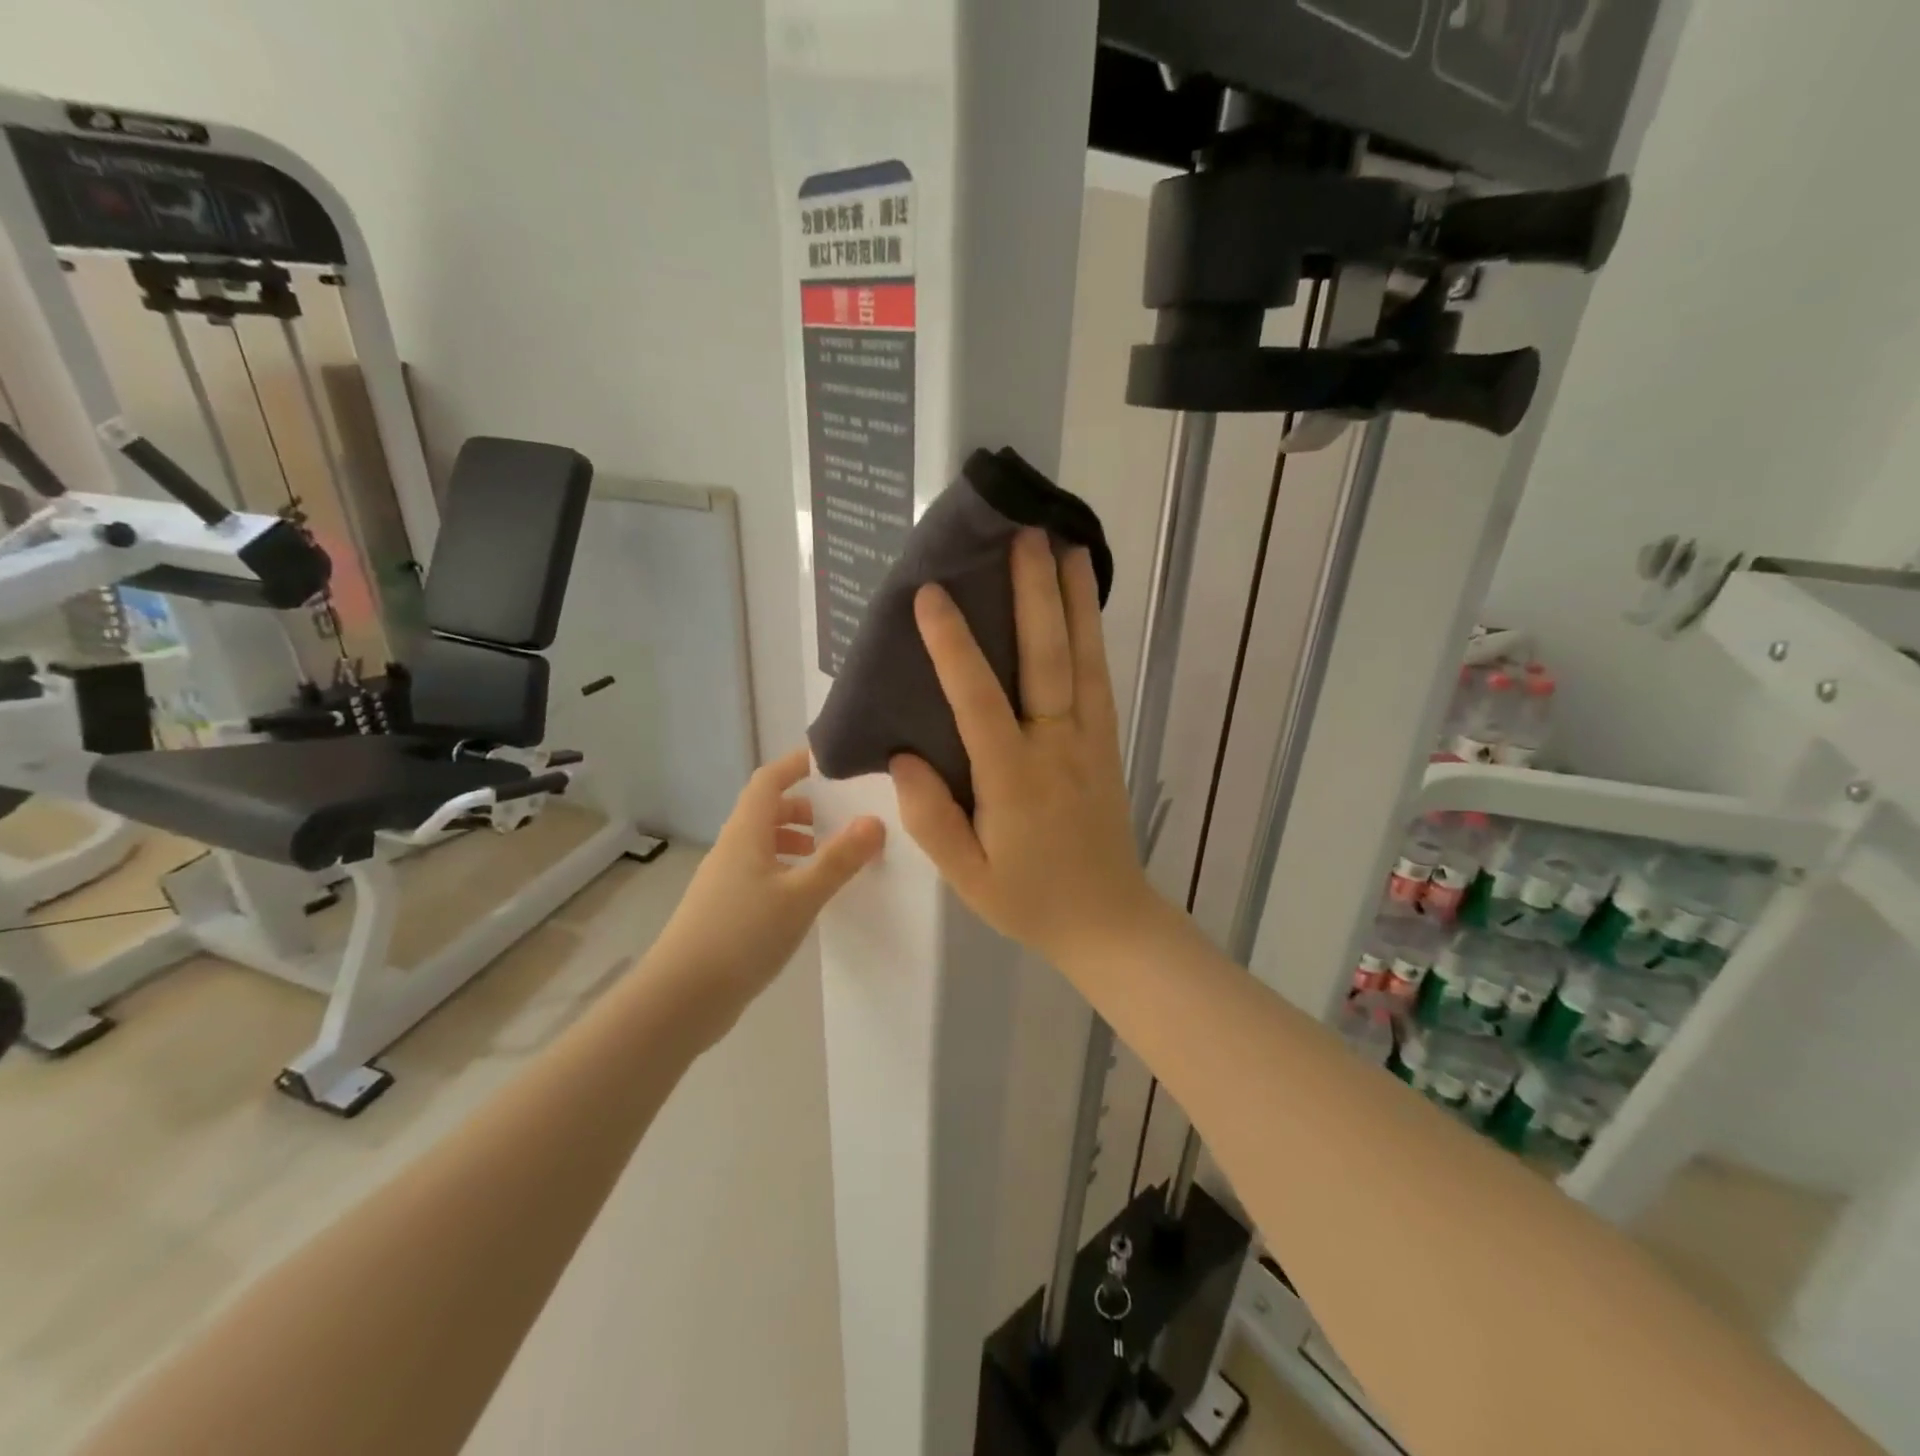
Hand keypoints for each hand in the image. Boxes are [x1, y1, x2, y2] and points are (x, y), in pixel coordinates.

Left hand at [651, 746, 884, 1013]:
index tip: (831, 761)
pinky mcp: (724, 910)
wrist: (681, 998)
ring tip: (827, 859)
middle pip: (765, 811)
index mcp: (746, 833)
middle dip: (802, 807)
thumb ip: (838, 859)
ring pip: (762, 844)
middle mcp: (732, 849)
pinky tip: (805, 898)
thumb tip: (875, 821)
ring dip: (794, 842)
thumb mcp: (800, 896)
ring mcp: (724, 881)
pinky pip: (760, 873)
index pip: (768, 780)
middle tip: (839, 819)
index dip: (796, 764)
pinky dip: (785, 871)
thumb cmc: (742, 935)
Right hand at [889, 529, 1163, 965]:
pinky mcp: (1108, 743)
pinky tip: (1085, 604)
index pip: (979, 700)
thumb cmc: (1029, 900)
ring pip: (1084, 659)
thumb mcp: (966, 876)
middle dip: (1034, 593)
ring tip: (1068, 545)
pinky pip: (1099, 679)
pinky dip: (1093, 634)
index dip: (954, 646)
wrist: (1108, 921)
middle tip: (1024, 534)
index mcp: (1014, 778)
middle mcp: (1057, 746)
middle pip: (1047, 658)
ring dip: (1075, 600)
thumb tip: (904, 754)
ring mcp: (1091, 741)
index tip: (932, 593)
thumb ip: (930, 817)